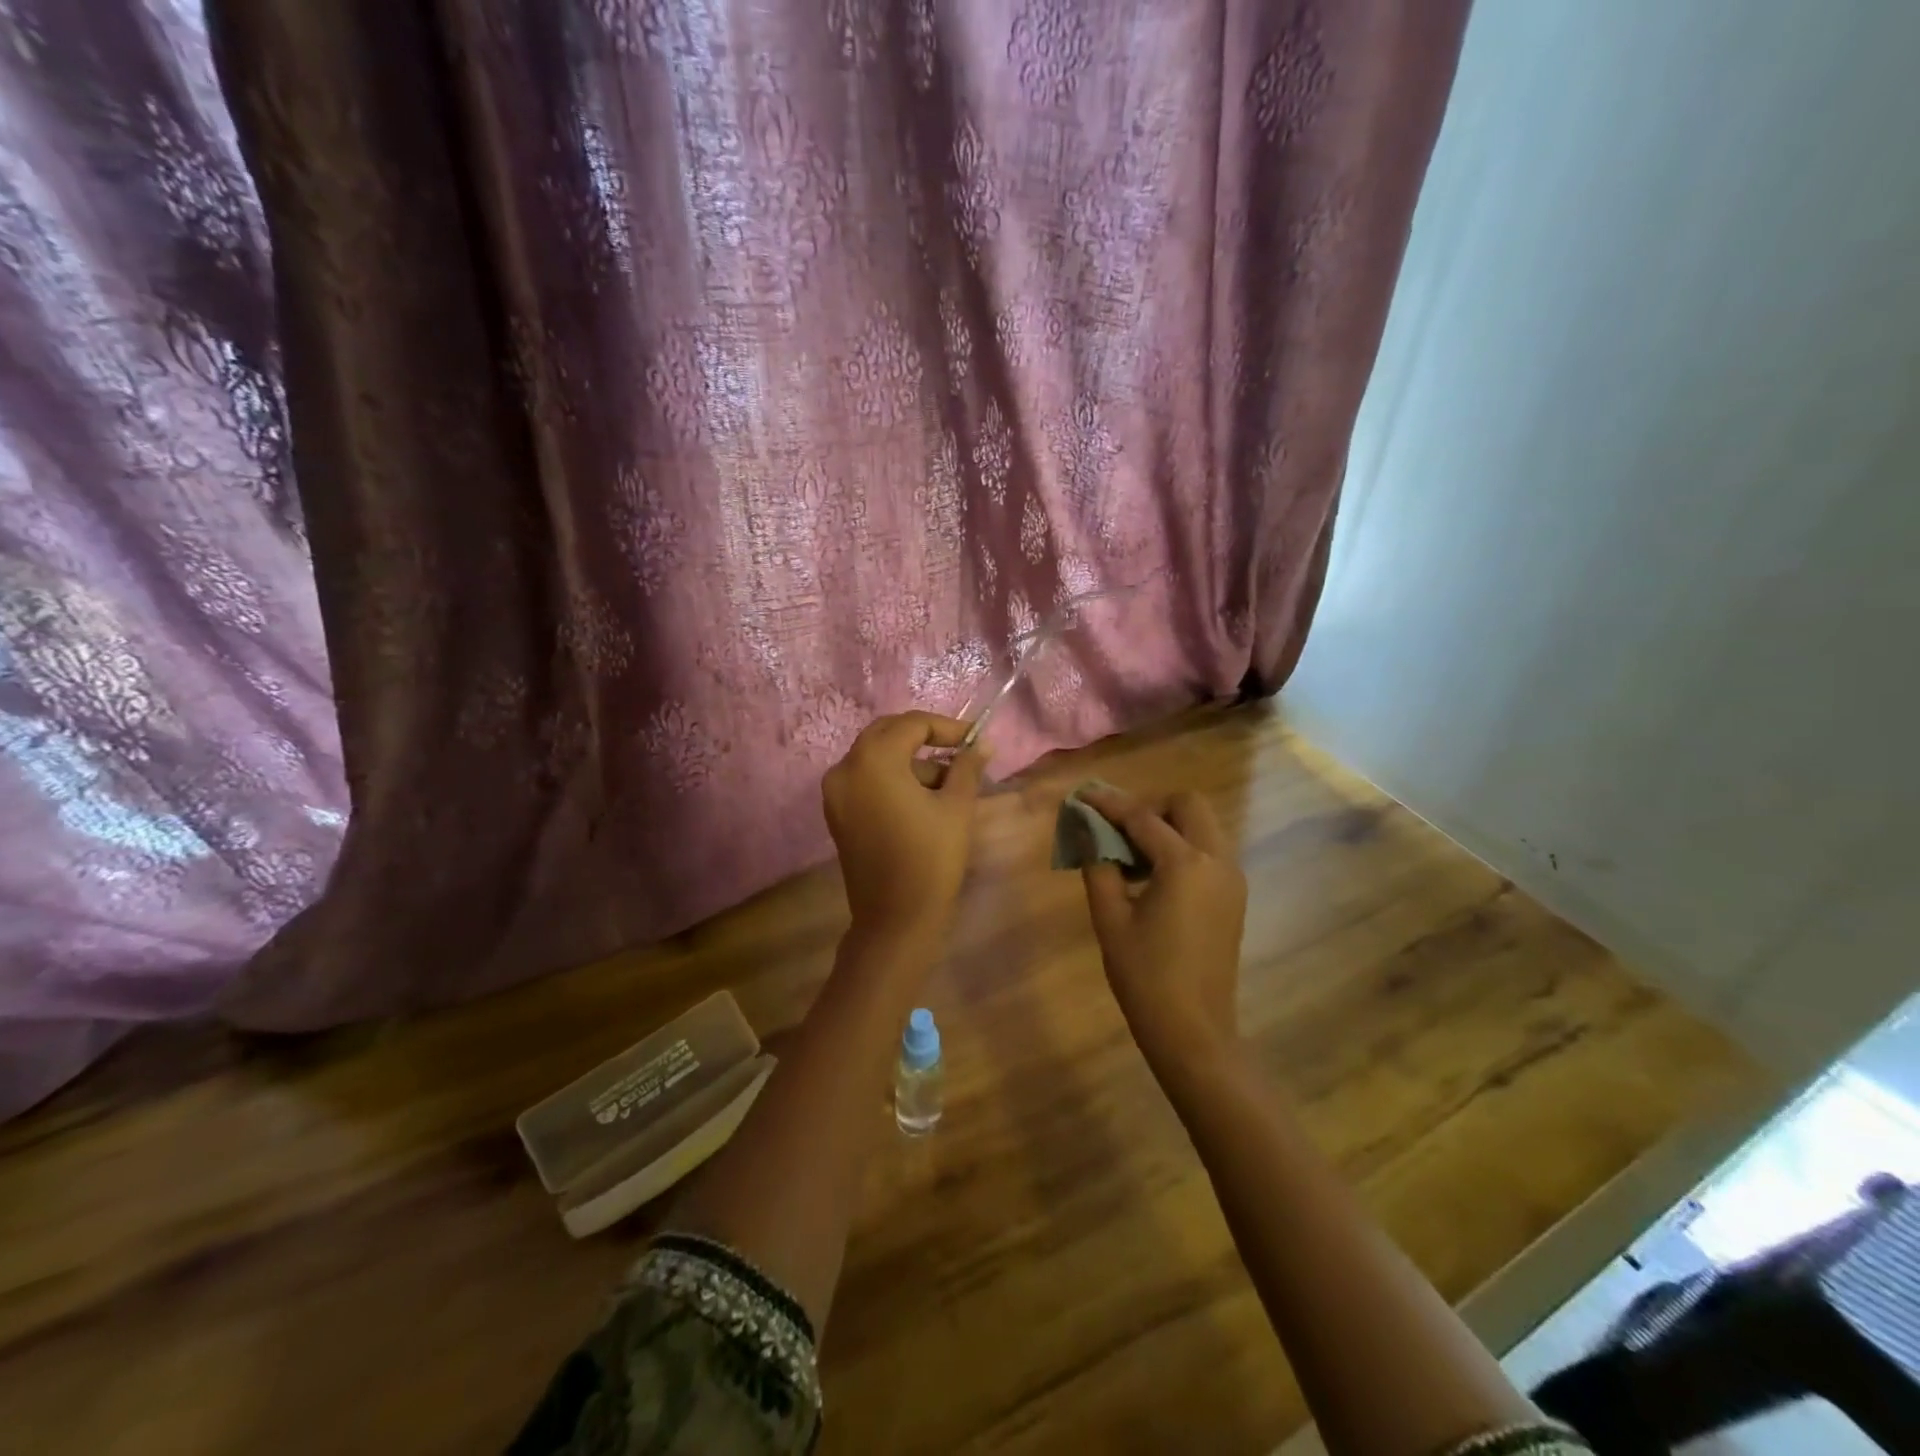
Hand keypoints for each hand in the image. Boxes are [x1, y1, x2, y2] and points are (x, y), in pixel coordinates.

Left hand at [823, 712, 986, 940]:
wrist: (895, 919)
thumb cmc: (931, 858)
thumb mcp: (956, 807)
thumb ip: (967, 767)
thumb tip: (983, 744)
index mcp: (873, 760)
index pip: (912, 724)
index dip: (947, 727)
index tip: (975, 740)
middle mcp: (845, 767)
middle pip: (887, 734)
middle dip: (925, 739)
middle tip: (959, 753)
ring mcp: (835, 792)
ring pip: (876, 758)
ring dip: (910, 762)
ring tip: (948, 786)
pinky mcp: (836, 813)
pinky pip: (865, 780)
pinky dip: (892, 779)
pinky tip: (922, 800)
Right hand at [1076, 784, 1247, 1071]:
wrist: (1194, 1032)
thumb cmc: (1145, 977)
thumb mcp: (1110, 918)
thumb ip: (1098, 865)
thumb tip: (1087, 832)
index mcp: (1185, 864)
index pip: (1142, 817)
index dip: (1108, 803)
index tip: (1081, 795)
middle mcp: (1217, 860)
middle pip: (1188, 805)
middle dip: (1150, 807)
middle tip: (1117, 830)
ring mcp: (1232, 878)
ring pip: (1202, 826)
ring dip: (1168, 827)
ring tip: (1130, 857)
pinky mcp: (1234, 896)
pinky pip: (1209, 851)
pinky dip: (1182, 848)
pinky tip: (1153, 879)